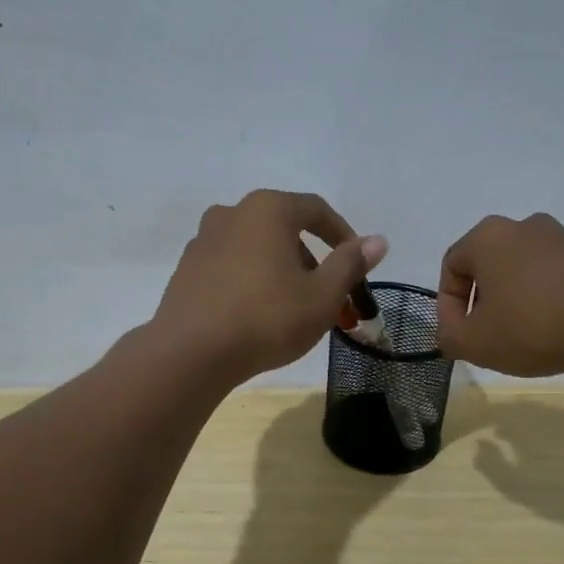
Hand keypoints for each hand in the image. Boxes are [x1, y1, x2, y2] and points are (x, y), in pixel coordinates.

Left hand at [154, 191, 387, 384]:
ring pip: (255, 247)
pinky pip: (230, 265)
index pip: (316, 210)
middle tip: (326, 295)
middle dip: (310, 259)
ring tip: (292, 308)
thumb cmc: (266, 318)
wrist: (190, 353)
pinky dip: (250, 279)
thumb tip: (378, 240)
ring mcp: (203, 240)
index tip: (357, 263)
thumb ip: (350, 264)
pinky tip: (256, 313)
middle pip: (283, 228)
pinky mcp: (186, 269)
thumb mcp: (321, 296)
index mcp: (267, 210)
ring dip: (280, 269)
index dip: (342, 235)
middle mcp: (231, 214)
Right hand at [435, 212, 563, 377]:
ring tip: (525, 338)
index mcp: (488, 237)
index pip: (452, 267)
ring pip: (524, 272)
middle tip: (488, 337)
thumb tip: (450, 331)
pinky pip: (557, 279)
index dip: (448, 306)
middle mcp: (524, 226)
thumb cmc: (534, 325)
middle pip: (489, 266)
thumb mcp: (475, 343)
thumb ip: (449, 336)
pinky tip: (558, 331)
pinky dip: (549, 302)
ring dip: (517, 301)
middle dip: (483, 302)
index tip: (458, 336)